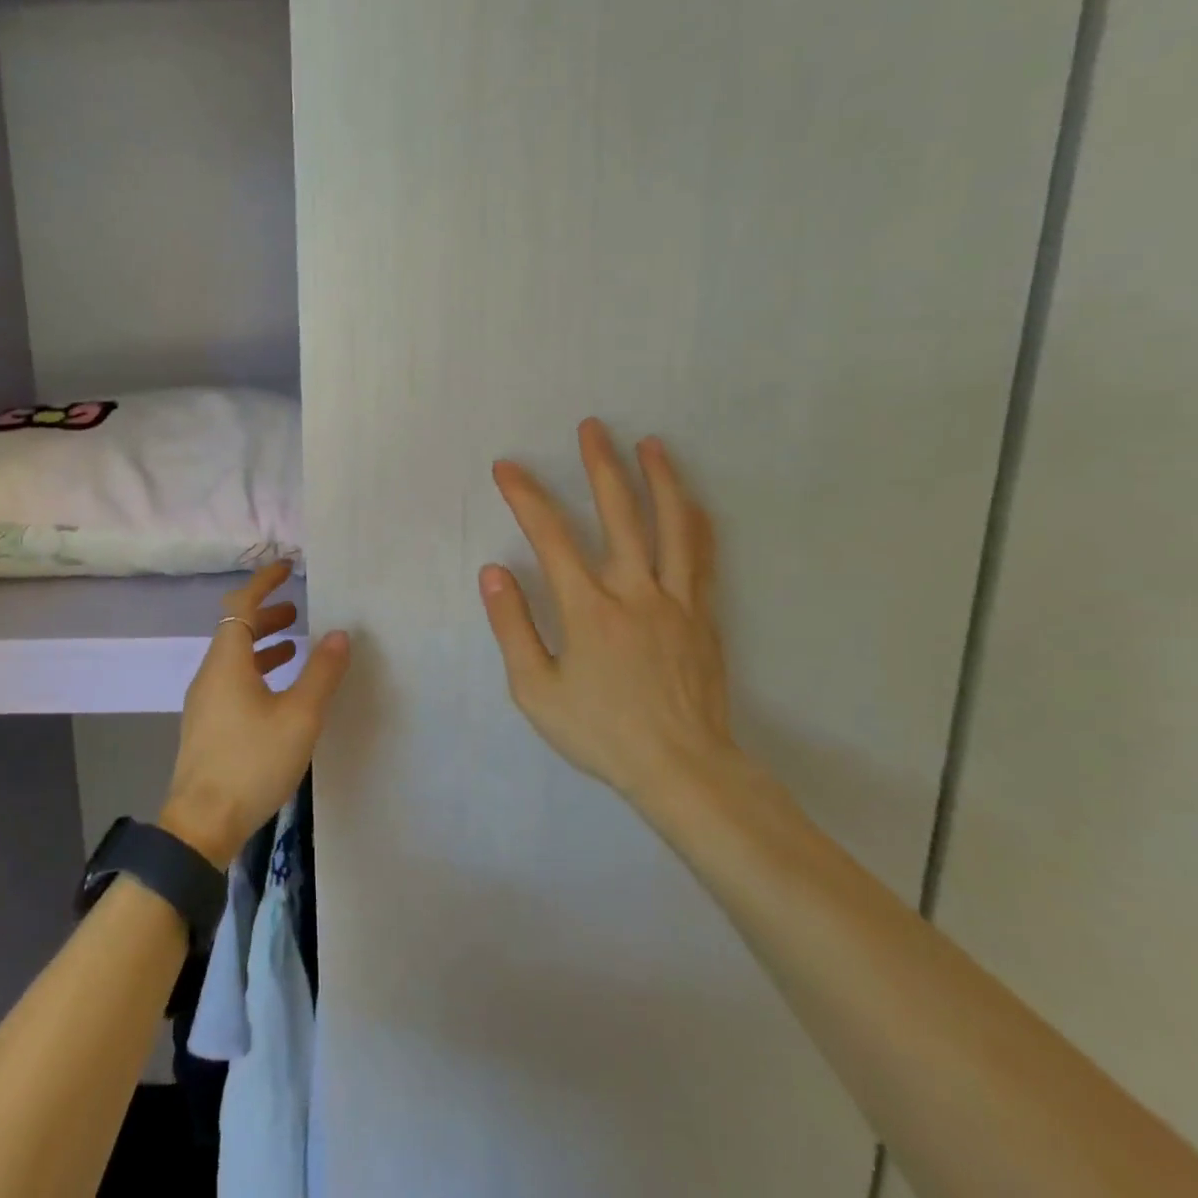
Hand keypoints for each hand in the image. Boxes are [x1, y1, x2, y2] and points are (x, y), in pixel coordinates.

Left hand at [160, 561, 350, 866]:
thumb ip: (321, 673)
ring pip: (234, 658)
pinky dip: (256, 671)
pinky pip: (232, 681)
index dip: (263, 582)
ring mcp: (205, 701)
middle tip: (297, 610)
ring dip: (263, 644)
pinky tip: (277, 693)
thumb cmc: (251, 762)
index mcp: (227, 662)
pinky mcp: (207, 725)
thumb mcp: (299, 716)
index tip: (287, 567)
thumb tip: (339, 633)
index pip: (241, 604)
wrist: (201, 824)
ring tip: (295, 646)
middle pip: (236, 629)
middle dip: (266, 614)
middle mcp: (210, 674)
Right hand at [480, 419, 739, 826]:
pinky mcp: (703, 615)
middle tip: (592, 427)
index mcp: (588, 610)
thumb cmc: (601, 733)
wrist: (683, 770)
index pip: (550, 538)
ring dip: (660, 479)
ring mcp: (676, 601)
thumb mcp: (536, 690)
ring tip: (650, 444)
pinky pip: (701, 556)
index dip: (526, 496)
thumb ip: (513, 626)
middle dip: (602, 466)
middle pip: (620, 515)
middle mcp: (635, 592)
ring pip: (672, 526)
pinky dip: (694, 521)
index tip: (507, 467)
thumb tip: (493, 571)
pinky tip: (690, 501)